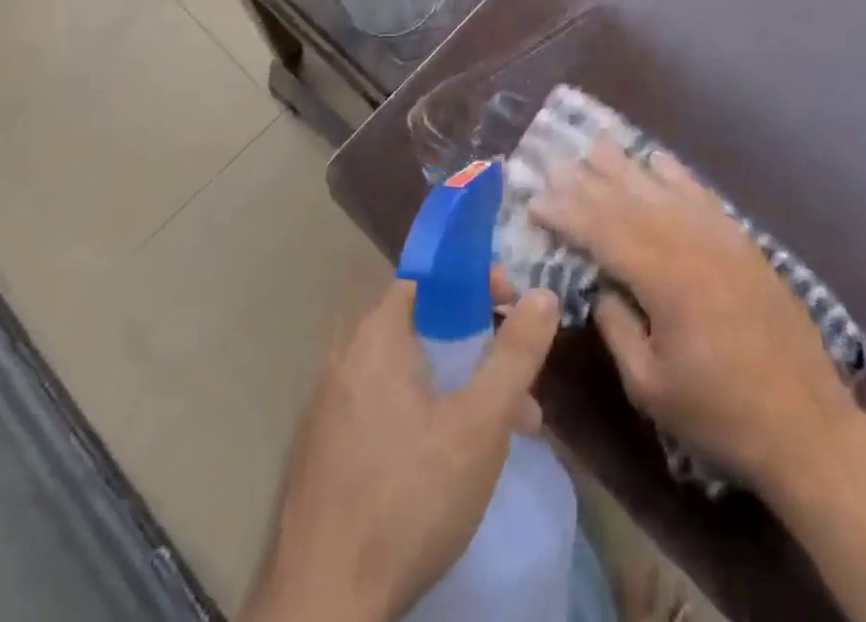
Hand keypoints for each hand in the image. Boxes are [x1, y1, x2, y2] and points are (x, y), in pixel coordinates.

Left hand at [243, 278, 560, 621]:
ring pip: (409, 371)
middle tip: (519, 378)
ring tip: (508, 426)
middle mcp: (347, 356)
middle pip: (424, 324)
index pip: (430, 276)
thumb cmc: (408, 499)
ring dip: (461, 385)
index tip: (513, 306)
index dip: (475, 282)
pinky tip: (457, 457)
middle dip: (479, 343)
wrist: (322, 609)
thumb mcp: (479, 425)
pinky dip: (428, 412)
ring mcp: (331, 405)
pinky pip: (387, 405)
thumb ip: (514, 355)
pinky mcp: (327, 449)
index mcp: (376, 335)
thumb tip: (544, 294)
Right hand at [532, 141, 855, 490]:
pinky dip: (676, 174)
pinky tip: (657, 159)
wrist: (806, 423)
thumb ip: (618, 328)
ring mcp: (720, 237)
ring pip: (663, 189)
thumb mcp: (651, 387)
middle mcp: (691, 244)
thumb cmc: (721, 413)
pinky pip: (702, 195)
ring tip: (597, 146)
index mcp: (665, 279)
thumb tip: (602, 286)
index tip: (536, 199)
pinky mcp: (742, 242)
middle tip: (556, 164)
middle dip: (588, 182)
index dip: (567, 213)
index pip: (603, 232)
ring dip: (627, 167)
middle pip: (630, 202)